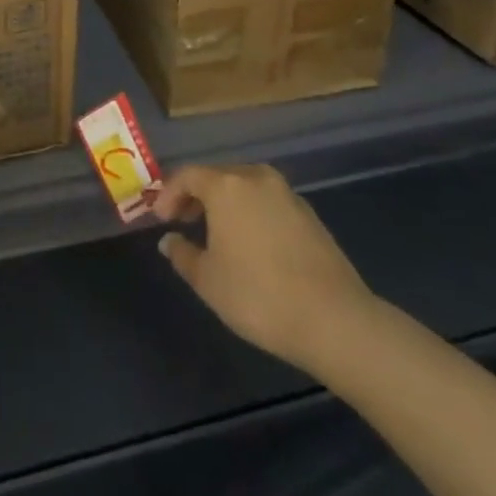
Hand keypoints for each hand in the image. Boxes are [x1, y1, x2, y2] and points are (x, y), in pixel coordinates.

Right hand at [154, 164, 378, 371]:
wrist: (335, 320)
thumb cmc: (259, 295)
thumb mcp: (208, 280)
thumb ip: (182, 254)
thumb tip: (169, 240)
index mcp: (226, 185)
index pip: (187, 175)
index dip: (168, 194)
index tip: (160, 219)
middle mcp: (256, 178)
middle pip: (217, 176)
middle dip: (196, 196)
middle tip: (183, 221)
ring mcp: (287, 194)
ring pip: (245, 188)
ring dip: (225, 204)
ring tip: (216, 233)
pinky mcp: (310, 215)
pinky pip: (268, 203)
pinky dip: (251, 213)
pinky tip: (251, 244)